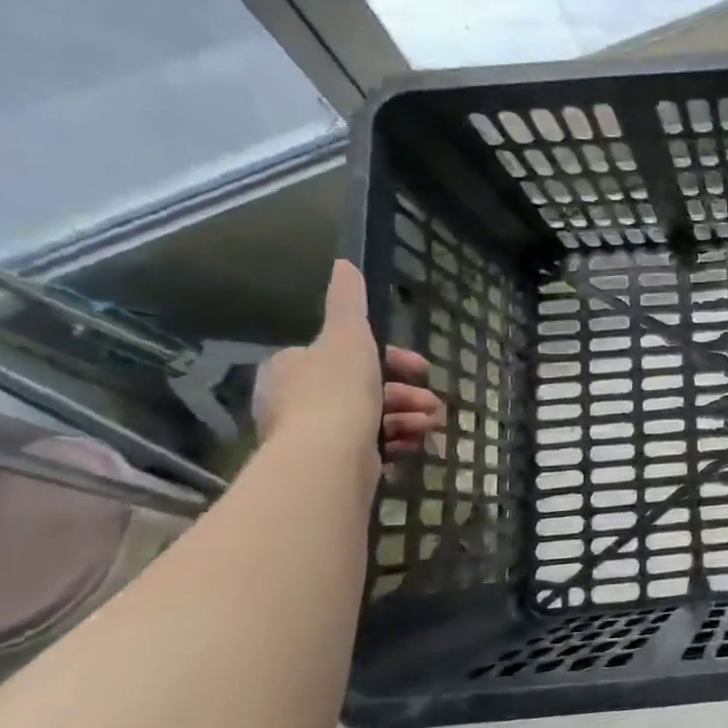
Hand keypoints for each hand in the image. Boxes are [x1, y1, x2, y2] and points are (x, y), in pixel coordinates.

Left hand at [253, 261, 444, 470]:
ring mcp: (311, 436)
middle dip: (406, 394)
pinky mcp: (328, 465)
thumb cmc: (338, 390)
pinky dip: (396, 443)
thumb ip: (349, 301)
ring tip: (431, 426)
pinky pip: (369, 448)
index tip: (421, 368)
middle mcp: (296, 401)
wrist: (327, 458)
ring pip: (372, 418)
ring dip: (409, 418)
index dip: (392, 359)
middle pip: (366, 388)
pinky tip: (416, 445)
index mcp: (295, 366)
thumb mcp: (349, 335)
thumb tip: (343, 262)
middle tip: (432, 403)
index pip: (348, 354)